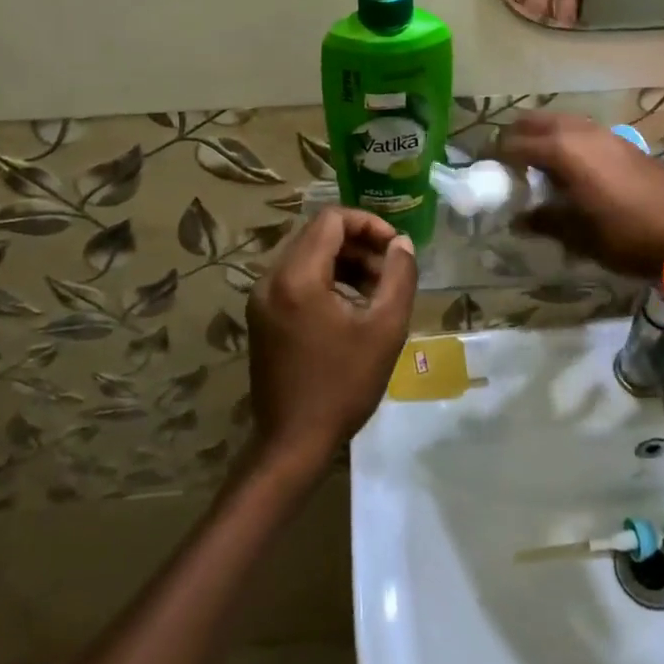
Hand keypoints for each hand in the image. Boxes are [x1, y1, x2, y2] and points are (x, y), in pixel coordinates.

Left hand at [246, 208, 416, 478]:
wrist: (292, 444)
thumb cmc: (343, 385)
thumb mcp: (384, 329)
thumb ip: (398, 276)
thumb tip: (401, 243)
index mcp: (297, 276)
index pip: (332, 219)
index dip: (369, 224)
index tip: (395, 247)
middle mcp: (271, 278)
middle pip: (318, 235)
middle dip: (359, 244)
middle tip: (390, 269)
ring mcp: (261, 298)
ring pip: (307, 256)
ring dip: (344, 262)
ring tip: (377, 290)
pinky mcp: (261, 316)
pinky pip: (296, 279)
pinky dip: (326, 280)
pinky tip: (352, 307)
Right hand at [496, 112, 663, 281]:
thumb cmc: (626, 236)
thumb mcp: (578, 235)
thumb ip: (543, 220)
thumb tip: (518, 219)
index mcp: (561, 150)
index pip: (513, 144)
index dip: (494, 157)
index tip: (484, 172)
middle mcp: (579, 131)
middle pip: (534, 121)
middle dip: (515, 137)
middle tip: (507, 164)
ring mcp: (604, 132)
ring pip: (560, 122)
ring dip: (542, 137)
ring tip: (537, 167)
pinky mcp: (623, 141)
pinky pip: (582, 131)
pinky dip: (566, 141)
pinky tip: (571, 169)